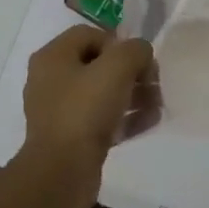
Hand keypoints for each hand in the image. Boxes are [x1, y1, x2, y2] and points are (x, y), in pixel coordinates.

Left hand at [22, 25, 159, 169]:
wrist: (62, 172)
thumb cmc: (85, 110)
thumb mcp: (117, 67)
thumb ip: (135, 50)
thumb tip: (141, 54)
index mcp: (53, 57)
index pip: (90, 35)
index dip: (119, 43)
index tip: (139, 60)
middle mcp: (51, 80)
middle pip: (98, 65)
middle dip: (131, 72)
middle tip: (153, 84)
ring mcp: (59, 112)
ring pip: (102, 94)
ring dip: (134, 95)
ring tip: (157, 104)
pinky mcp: (71, 139)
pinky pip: (102, 120)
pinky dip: (125, 118)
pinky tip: (150, 121)